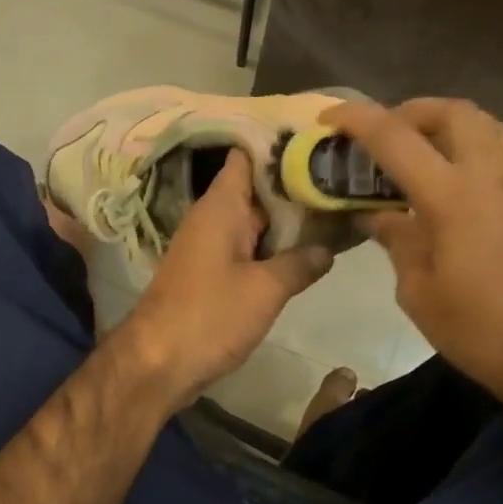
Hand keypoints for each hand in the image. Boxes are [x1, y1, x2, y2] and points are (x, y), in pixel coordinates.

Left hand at [117, 149, 332, 408]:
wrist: (158, 362)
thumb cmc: (209, 316)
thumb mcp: (265, 289)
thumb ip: (299, 263)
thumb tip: (327, 249)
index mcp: (221, 206)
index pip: (247, 155)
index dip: (280, 145)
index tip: (319, 140)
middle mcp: (214, 217)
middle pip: (257, 187)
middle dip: (296, 183)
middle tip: (344, 177)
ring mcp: (212, 245)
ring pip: (256, 220)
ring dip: (289, 218)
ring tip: (338, 207)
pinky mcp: (213, 273)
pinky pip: (248, 247)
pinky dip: (274, 246)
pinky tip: (310, 249)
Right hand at [323, 99, 502, 416]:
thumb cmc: (481, 333)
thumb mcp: (418, 292)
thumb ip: (397, 241)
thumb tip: (375, 215)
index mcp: (453, 198)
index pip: (396, 138)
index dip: (358, 119)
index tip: (330, 117)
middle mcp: (495, 177)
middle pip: (453, 112)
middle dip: (411, 111)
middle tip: (386, 134)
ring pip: (489, 125)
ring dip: (449, 125)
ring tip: (423, 151)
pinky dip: (476, 151)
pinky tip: (461, 187)